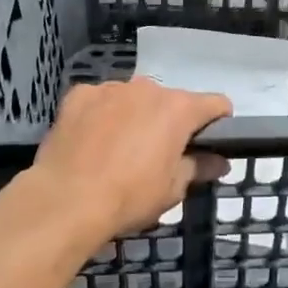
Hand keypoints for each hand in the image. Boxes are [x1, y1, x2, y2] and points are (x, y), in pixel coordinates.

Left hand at [29, 77, 230, 240]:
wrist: (66, 199)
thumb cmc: (129, 196)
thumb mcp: (172, 190)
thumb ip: (199, 168)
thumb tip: (220, 161)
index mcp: (178, 108)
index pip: (215, 104)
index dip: (218, 121)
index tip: (210, 142)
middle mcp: (148, 88)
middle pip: (170, 100)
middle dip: (169, 122)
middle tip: (157, 154)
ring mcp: (111, 88)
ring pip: (133, 98)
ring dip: (134, 115)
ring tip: (118, 149)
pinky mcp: (80, 94)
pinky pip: (99, 100)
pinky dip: (101, 115)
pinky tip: (90, 141)